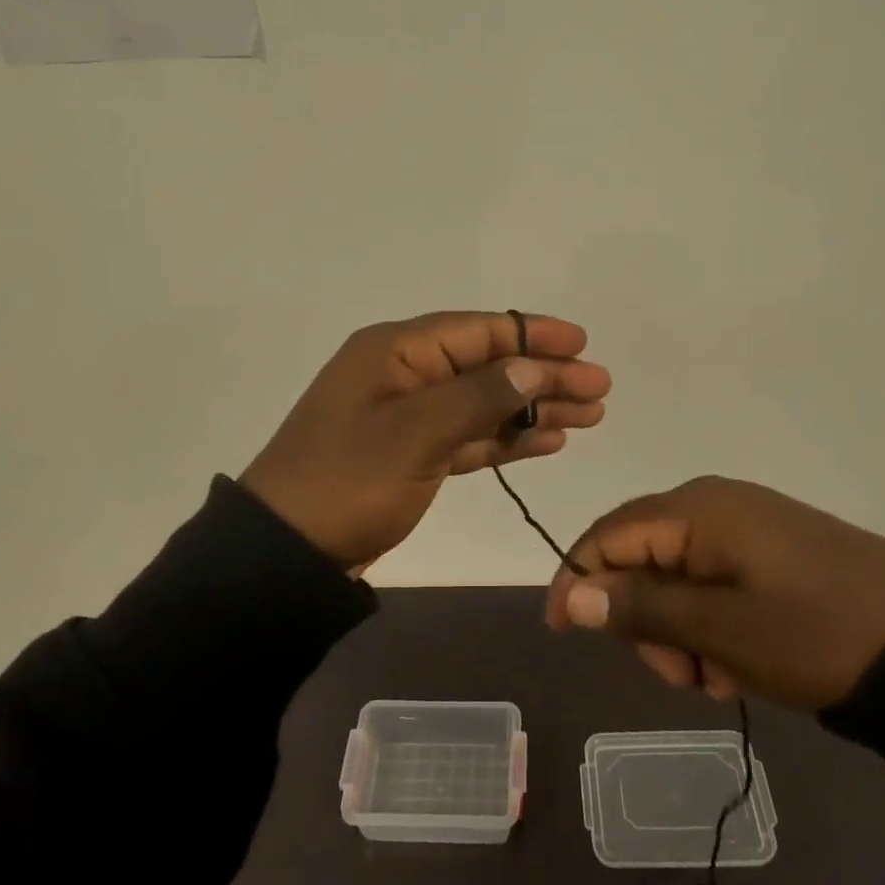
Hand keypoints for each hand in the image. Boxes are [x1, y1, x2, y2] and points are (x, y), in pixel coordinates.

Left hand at [241, 311, 609, 571]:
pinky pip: (469, 435)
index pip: (477, 331)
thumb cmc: (347, 482)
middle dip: (544, 375)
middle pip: (488, 365)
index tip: (582, 343)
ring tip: (588, 416)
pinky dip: (506, 438)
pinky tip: (546, 441)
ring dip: (533, 409)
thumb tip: (532, 367)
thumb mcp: (414, 434)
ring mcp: (407, 415)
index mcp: (396, 352)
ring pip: (484, 402)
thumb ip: (477, 397)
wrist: (285, 553)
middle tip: (599, 389)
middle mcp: (404, 374)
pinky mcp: (412, 454)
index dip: (532, 334)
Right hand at [545, 476, 884, 711]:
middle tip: (678, 675)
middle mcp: (713, 504)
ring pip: (676, 574)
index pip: (608, 534)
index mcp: (694, 509)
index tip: (562, 632)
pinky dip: (710, 623)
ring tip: (718, 676)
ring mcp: (746, 525)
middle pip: (640, 554)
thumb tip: (570, 592)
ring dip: (679, 629)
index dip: (576, 578)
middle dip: (642, 618)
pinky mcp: (771, 550)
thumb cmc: (815, 631)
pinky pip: (713, 580)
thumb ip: (640, 607)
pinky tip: (740, 660)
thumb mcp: (720, 629)